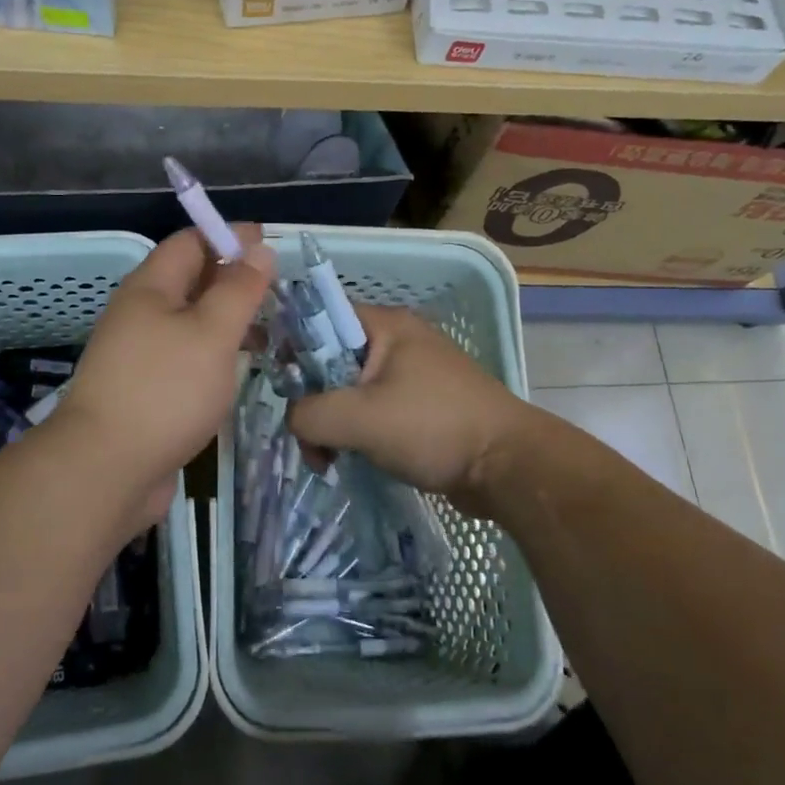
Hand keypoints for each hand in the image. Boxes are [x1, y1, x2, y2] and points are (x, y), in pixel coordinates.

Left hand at [46, 225, 274, 527]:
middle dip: (233, 280)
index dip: (229, 236)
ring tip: (271, 332)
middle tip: (279, 291)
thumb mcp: (211, 333)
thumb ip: (238, 290)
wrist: (106, 470)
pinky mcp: (146, 391)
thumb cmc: (164, 391)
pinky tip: (240, 371)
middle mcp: (141, 315)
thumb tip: (259, 249)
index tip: (271, 246)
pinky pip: (186, 358)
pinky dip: (215, 355)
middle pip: (190, 282)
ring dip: (227, 321)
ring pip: (190, 323)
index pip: (190, 242)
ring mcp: (140, 355)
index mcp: (150, 289)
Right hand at [286, 305, 529, 503]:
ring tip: (327, 461)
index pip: (321, 318)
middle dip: (312, 400)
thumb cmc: (433, 428)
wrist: (508, 466)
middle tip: (308, 439)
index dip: (291, 346)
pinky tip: (348, 461)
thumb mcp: (359, 418)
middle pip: (331, 360)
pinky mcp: (419, 405)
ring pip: (349, 390)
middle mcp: (397, 341)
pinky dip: (355, 433)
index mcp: (385, 325)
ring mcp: (410, 374)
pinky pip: (371, 410)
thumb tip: (294, 419)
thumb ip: (309, 414)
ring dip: (332, 423)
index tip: (276, 384)